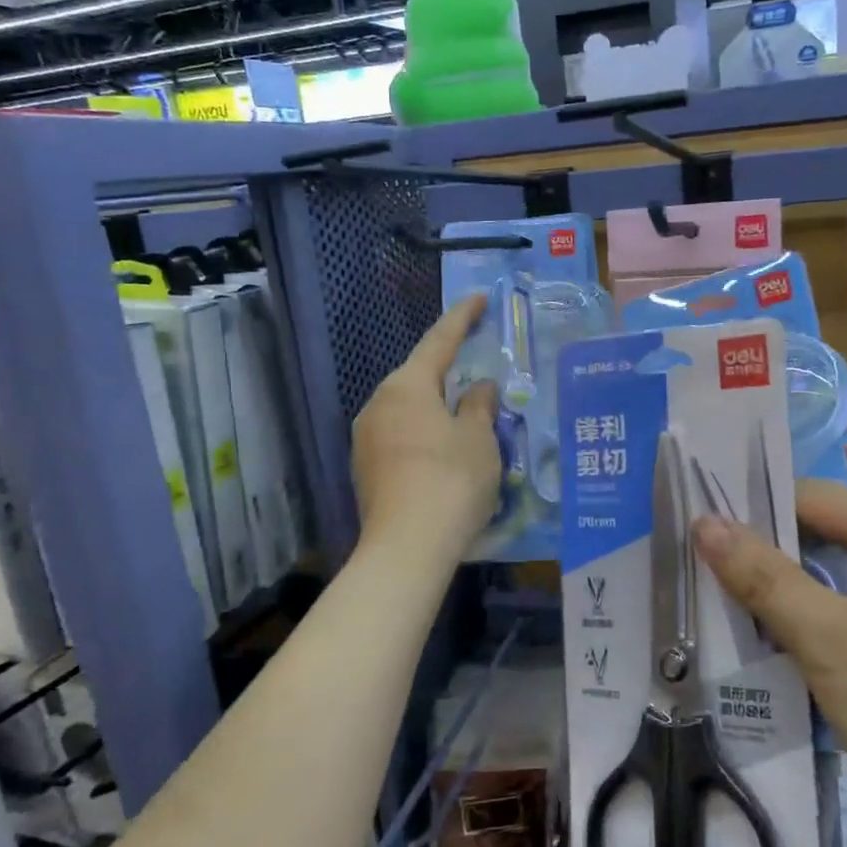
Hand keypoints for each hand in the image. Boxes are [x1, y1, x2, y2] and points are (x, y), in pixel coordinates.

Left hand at [352, 295, 500, 557]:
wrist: (406, 548)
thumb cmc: (451, 481)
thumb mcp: (479, 439)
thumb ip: (480, 406)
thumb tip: (480, 388)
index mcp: (407, 386)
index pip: (439, 341)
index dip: (462, 318)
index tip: (478, 298)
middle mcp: (379, 404)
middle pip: (419, 376)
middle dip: (448, 370)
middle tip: (477, 364)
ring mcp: (366, 438)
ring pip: (409, 409)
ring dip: (437, 406)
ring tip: (466, 415)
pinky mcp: (366, 469)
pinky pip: (401, 435)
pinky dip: (425, 433)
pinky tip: (445, 451)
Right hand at [693, 482, 846, 836]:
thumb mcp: (828, 641)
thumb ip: (763, 577)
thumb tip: (703, 522)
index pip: (816, 498)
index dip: (755, 510)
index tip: (695, 528)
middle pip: (826, 529)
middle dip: (768, 545)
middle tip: (702, 557)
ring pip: (834, 568)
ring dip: (785, 580)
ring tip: (723, 586)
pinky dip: (810, 608)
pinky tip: (770, 625)